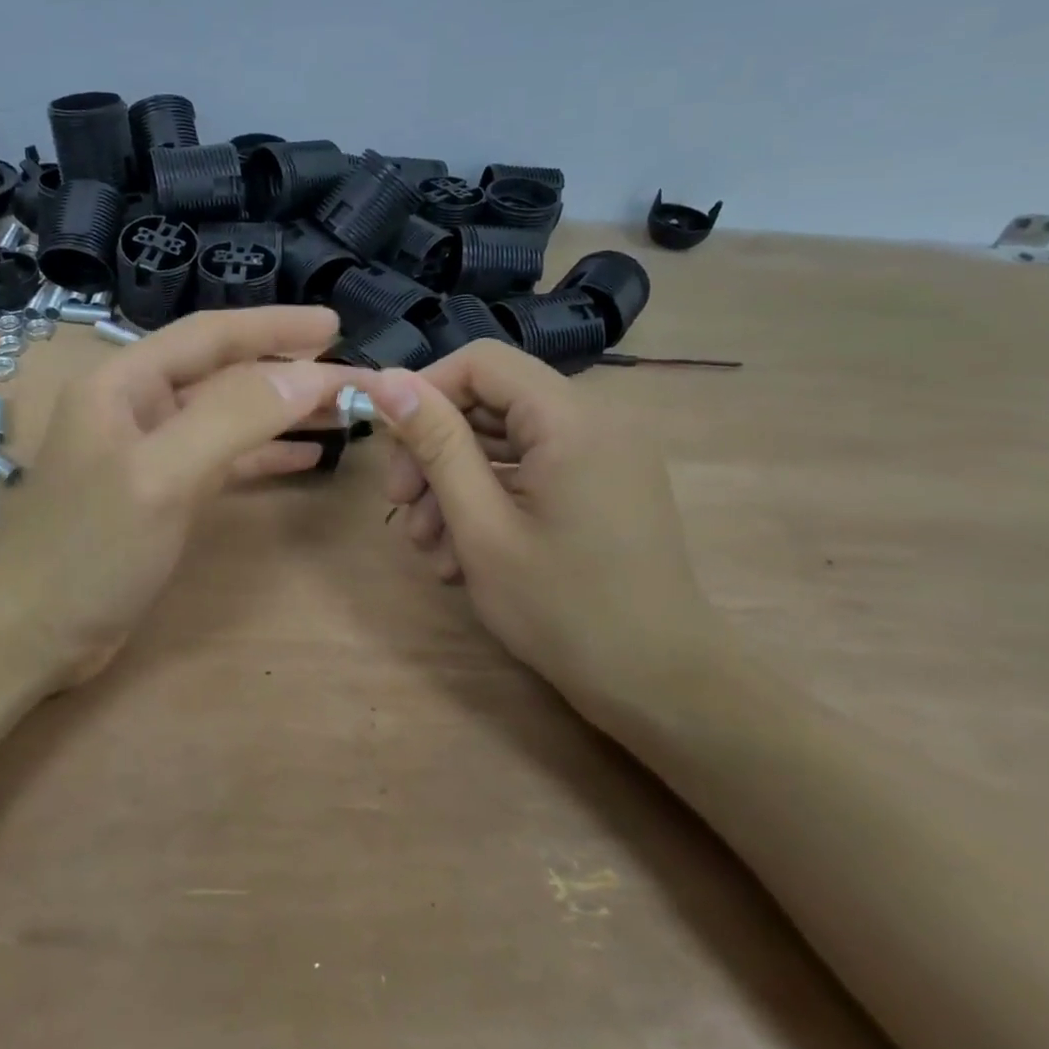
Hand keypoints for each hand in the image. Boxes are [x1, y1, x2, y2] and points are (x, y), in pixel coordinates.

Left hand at [0, 307, 352, 689]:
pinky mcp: (161, 494)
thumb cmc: (88, 549)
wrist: (29, 634)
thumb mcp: (161, 476)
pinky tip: (305, 456)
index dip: (274, 326)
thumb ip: (232, 418)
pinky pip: (223, 459)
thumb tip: (308, 376)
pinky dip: (263, 453)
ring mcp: (149, 452)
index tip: (333, 327)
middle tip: (353, 374)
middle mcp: (136, 407)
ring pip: (228, 416)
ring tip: (341, 411)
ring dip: (282, 411)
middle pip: (223, 373)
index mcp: (124, 383)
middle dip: (287, 371)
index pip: (210, 335)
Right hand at [351, 342, 712, 712]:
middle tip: (401, 508)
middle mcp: (593, 420)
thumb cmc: (563, 607)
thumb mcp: (481, 525)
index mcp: (569, 417)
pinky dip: (490, 500)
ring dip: (455, 484)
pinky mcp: (601, 485)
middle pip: (490, 403)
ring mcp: (602, 455)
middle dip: (435, 450)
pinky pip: (531, 471)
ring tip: (430, 548)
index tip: (390, 446)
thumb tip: (387, 379)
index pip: (480, 362)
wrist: (661, 687)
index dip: (425, 392)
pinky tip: (463, 555)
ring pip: (505, 442)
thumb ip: (436, 444)